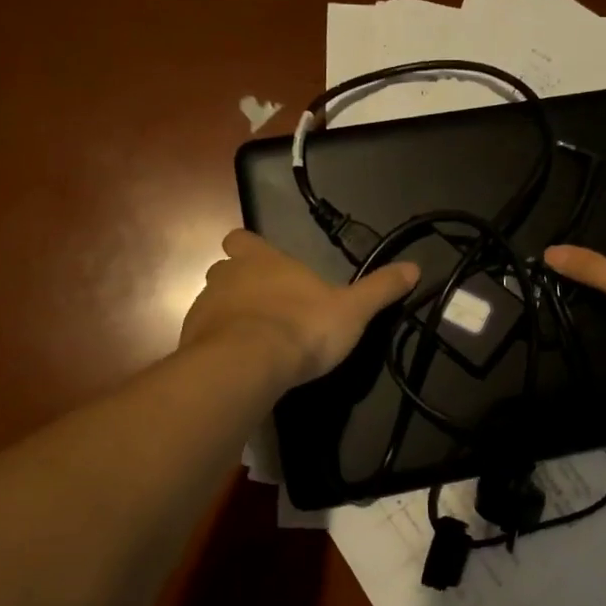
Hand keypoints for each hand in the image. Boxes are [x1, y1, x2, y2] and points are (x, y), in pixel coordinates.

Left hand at [180, 229, 419, 387]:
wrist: (246, 366)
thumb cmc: (302, 327)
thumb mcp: (352, 310)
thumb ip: (380, 289)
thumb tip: (415, 267)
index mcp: (263, 260)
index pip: (242, 238)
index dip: (250, 248)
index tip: (264, 264)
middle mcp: (228, 276)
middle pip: (224, 269)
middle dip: (240, 283)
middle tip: (266, 306)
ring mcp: (205, 308)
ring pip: (212, 303)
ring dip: (229, 315)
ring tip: (254, 340)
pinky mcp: (191, 340)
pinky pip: (203, 336)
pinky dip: (218, 345)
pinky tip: (239, 364)